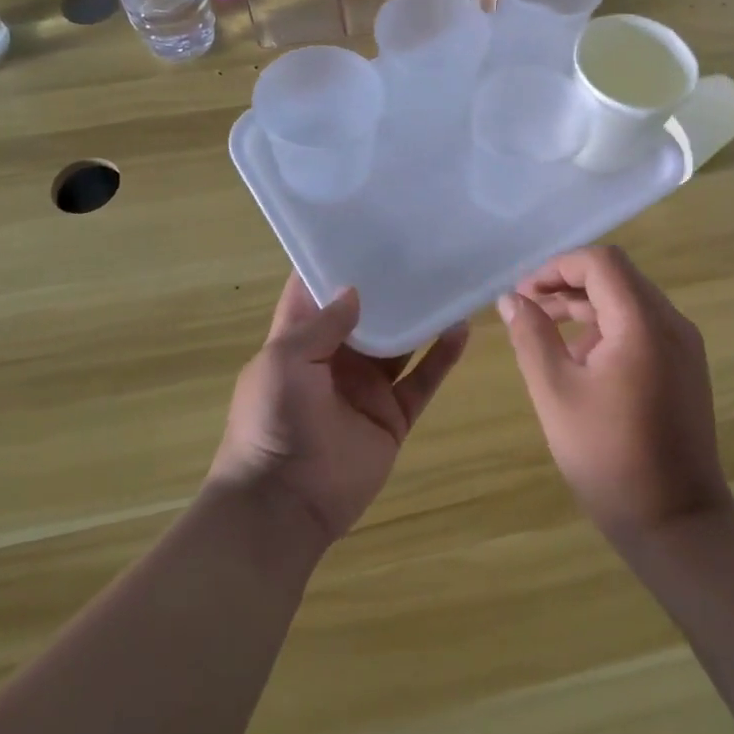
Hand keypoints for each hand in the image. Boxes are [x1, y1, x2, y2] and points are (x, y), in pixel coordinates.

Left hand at [209, 274, 467, 543]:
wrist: (284, 503)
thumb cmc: (273, 422)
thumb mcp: (284, 361)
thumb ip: (321, 325)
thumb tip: (355, 291)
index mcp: (299, 343)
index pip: (316, 294)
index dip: (336, 263)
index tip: (364, 229)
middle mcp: (335, 360)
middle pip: (367, 315)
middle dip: (388, 286)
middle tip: (420, 247)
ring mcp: (367, 388)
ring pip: (401, 344)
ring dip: (420, 317)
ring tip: (448, 280)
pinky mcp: (393, 415)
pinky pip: (423, 379)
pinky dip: (442, 356)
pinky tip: (460, 328)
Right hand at [496, 245, 732, 537]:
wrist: (678, 523)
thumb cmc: (609, 458)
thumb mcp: (556, 393)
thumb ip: (532, 337)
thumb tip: (511, 300)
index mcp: (643, 323)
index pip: (601, 262)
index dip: (557, 267)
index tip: (523, 295)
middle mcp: (672, 323)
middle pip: (617, 278)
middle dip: (568, 285)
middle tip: (526, 310)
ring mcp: (684, 346)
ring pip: (630, 302)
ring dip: (586, 307)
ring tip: (545, 333)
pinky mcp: (685, 368)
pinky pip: (643, 328)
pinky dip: (608, 329)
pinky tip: (580, 361)